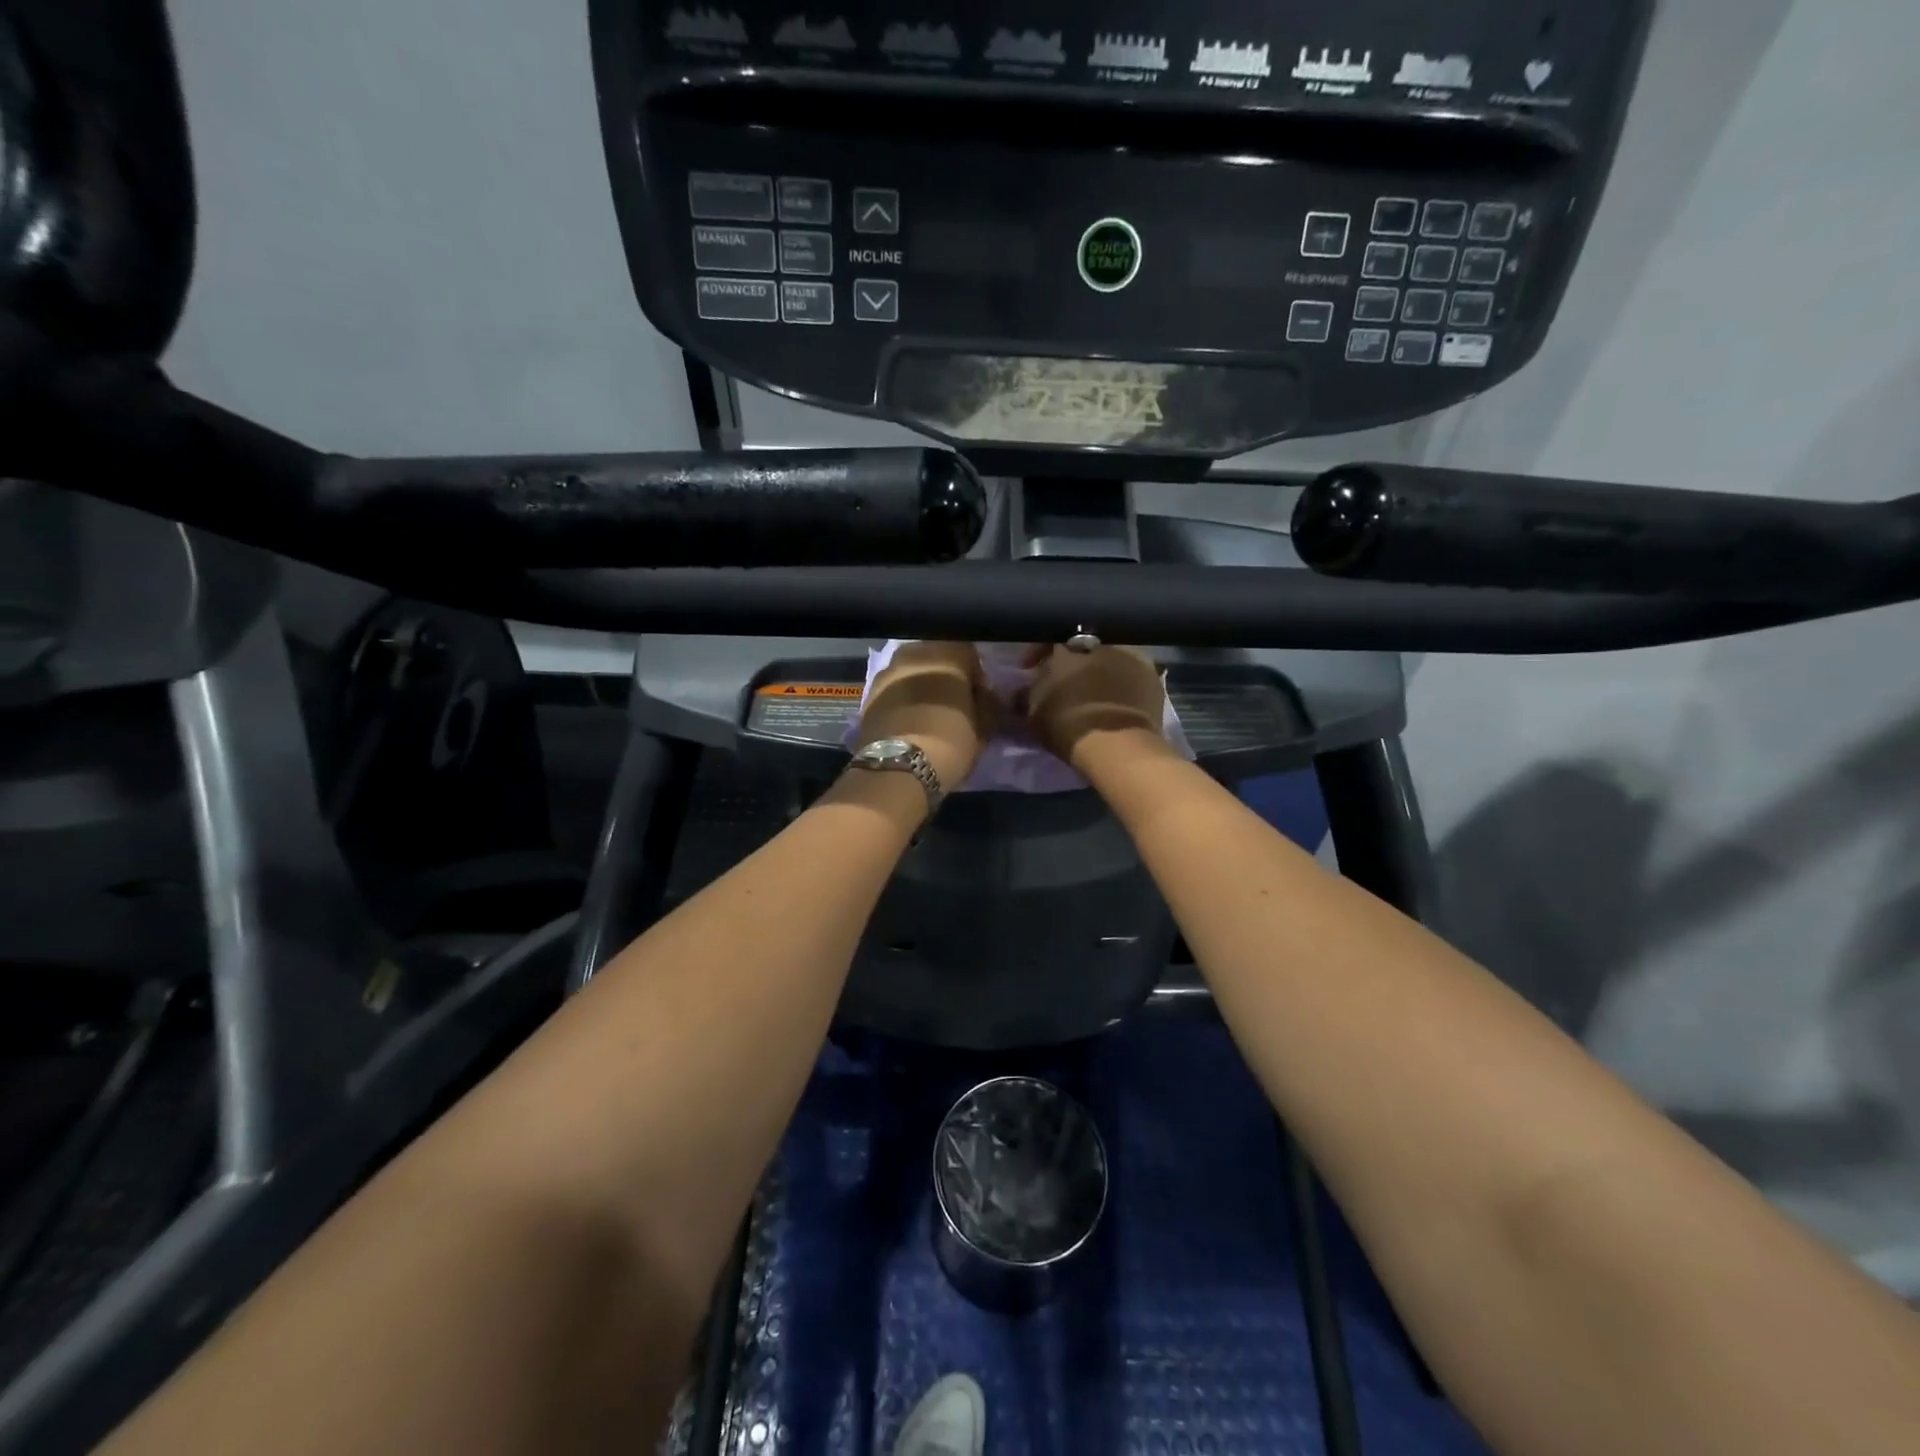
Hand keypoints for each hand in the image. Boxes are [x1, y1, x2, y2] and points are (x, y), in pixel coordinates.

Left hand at [856, 641, 993, 790]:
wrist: (897, 768)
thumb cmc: (950, 742)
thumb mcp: (984, 727)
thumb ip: (987, 704)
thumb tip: (985, 697)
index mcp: (947, 652)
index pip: (969, 652)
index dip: (976, 674)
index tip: (978, 697)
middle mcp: (914, 652)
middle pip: (936, 657)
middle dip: (945, 676)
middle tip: (953, 705)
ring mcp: (886, 671)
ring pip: (911, 672)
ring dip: (921, 687)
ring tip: (928, 714)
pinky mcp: (868, 694)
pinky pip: (893, 690)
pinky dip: (902, 700)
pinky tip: (908, 722)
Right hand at [1020, 643, 1167, 768]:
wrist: (1118, 745)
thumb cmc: (1068, 724)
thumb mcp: (1032, 713)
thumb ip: (1023, 695)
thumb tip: (1018, 690)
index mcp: (1066, 646)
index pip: (1046, 640)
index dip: (1036, 655)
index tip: (1029, 670)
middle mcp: (1099, 643)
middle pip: (1080, 648)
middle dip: (1071, 663)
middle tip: (1064, 683)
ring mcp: (1130, 656)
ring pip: (1108, 659)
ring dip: (1099, 671)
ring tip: (1093, 692)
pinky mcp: (1152, 677)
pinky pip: (1130, 675)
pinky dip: (1121, 684)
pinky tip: (1116, 700)